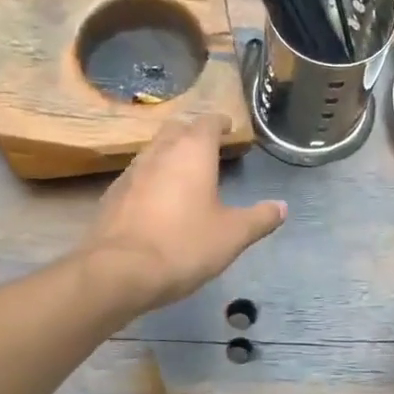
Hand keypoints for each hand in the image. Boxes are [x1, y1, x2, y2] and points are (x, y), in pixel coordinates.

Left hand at [80, 115, 285, 314]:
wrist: (118, 272)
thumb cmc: (184, 245)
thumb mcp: (232, 235)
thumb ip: (259, 218)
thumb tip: (281, 207)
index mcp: (192, 152)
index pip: (207, 122)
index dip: (220, 123)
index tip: (229, 128)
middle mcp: (159, 152)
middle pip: (176, 129)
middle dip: (193, 133)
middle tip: (208, 148)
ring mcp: (131, 172)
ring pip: (154, 151)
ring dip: (170, 156)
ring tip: (185, 174)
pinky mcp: (112, 195)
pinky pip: (137, 176)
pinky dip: (152, 180)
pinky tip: (158, 202)